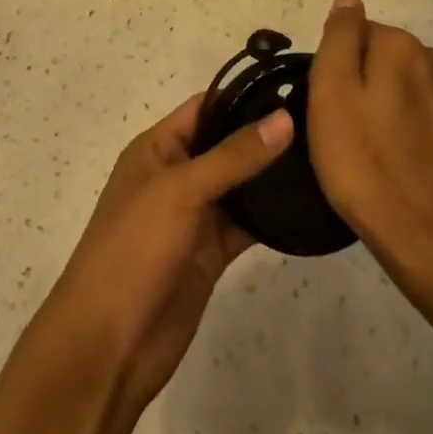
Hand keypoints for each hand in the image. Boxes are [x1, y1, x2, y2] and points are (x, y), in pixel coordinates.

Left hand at [41, 95, 292, 407]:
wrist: (108, 345)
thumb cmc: (134, 249)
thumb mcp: (180, 190)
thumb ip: (233, 156)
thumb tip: (284, 118)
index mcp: (157, 149)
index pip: (205, 108)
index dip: (243, 96)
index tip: (293, 88)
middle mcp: (176, 176)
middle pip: (226, 145)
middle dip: (264, 135)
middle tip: (321, 124)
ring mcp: (194, 217)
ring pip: (240, 186)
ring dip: (271, 177)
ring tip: (324, 158)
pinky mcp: (210, 254)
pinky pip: (245, 225)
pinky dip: (271, 218)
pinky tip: (307, 207)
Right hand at [307, 0, 432, 274]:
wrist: (427, 237)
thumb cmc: (364, 160)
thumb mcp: (331, 91)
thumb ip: (340, 36)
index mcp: (402, 45)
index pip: (355, 33)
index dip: (334, 68)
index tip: (327, 105)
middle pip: (378, 57)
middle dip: (358, 84)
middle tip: (340, 130)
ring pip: (398, 86)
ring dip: (380, 107)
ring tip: (365, 150)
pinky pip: (417, 115)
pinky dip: (401, 129)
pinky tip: (391, 162)